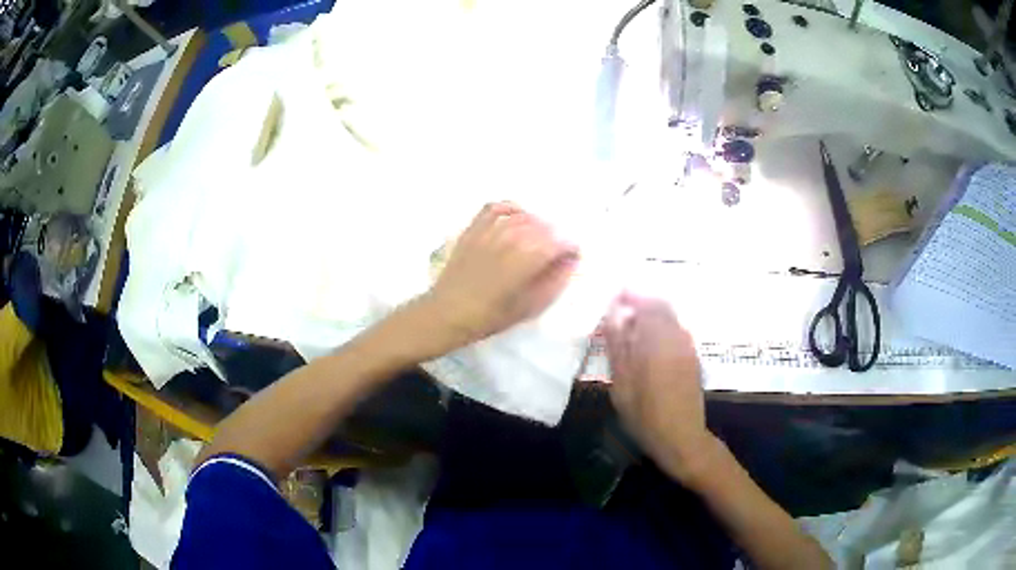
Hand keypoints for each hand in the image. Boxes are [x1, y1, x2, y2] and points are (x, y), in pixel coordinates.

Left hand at [424, 202, 577, 347]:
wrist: (447, 313)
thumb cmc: (490, 316)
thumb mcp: (528, 307)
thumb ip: (553, 283)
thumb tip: (569, 263)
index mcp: (525, 261)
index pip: (558, 243)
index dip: (569, 247)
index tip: (573, 255)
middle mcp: (509, 240)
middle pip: (542, 227)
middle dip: (554, 236)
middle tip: (556, 250)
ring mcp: (489, 232)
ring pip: (521, 217)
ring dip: (536, 224)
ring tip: (539, 237)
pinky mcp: (473, 229)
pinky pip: (494, 208)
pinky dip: (509, 208)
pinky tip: (517, 216)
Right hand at [605, 293, 719, 485]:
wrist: (681, 437)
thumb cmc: (645, 414)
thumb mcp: (622, 383)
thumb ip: (618, 346)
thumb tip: (613, 315)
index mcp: (657, 340)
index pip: (645, 302)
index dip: (630, 294)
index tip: (614, 296)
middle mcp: (676, 336)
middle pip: (661, 305)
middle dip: (641, 302)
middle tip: (620, 311)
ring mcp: (688, 346)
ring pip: (670, 317)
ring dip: (651, 315)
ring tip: (631, 329)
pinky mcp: (693, 357)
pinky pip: (676, 330)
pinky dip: (662, 327)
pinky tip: (649, 345)